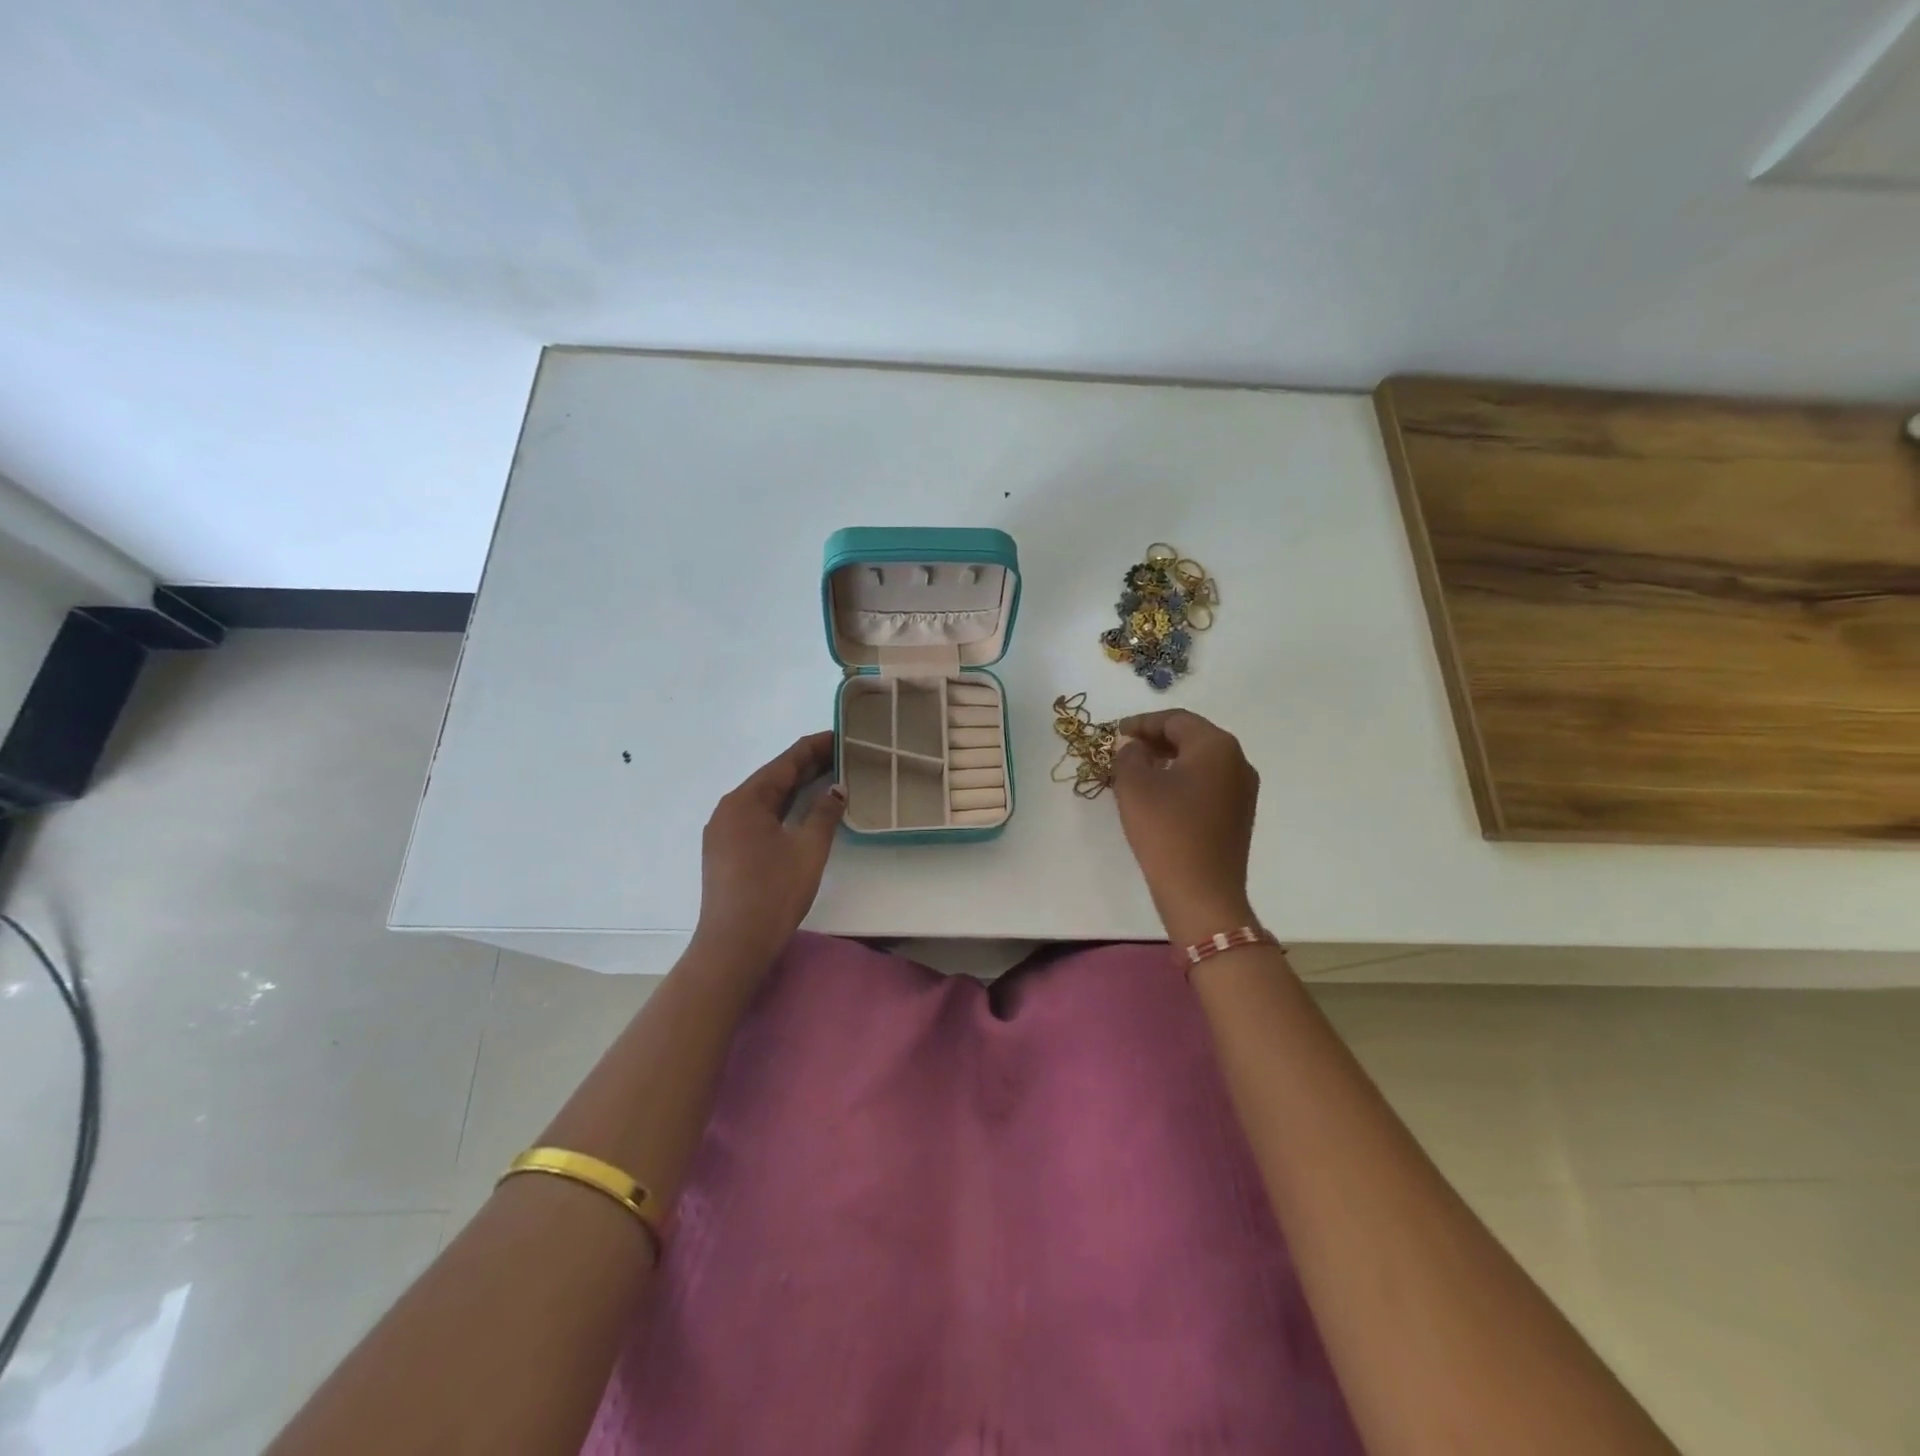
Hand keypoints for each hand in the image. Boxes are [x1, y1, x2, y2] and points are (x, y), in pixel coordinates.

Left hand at [695, 731, 845, 968]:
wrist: (734, 944)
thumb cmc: (773, 892)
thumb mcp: (808, 849)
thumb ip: (824, 813)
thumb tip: (836, 789)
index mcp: (746, 800)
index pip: (785, 762)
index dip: (814, 747)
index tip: (840, 735)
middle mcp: (729, 808)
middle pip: (773, 778)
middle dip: (807, 766)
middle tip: (842, 755)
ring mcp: (723, 830)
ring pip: (765, 798)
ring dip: (795, 787)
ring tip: (828, 777)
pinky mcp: (725, 850)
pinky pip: (757, 816)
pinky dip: (782, 808)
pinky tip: (802, 810)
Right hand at [1111, 709, 1259, 945]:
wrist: (1201, 893)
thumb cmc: (1166, 831)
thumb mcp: (1134, 786)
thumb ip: (1128, 756)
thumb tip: (1133, 747)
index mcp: (1216, 746)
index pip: (1176, 720)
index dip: (1142, 722)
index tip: (1116, 733)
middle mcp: (1238, 761)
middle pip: (1193, 737)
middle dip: (1156, 739)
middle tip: (1125, 749)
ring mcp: (1243, 790)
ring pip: (1201, 761)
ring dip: (1169, 760)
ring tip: (1137, 771)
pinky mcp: (1239, 815)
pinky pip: (1208, 783)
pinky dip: (1182, 779)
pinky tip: (1159, 795)